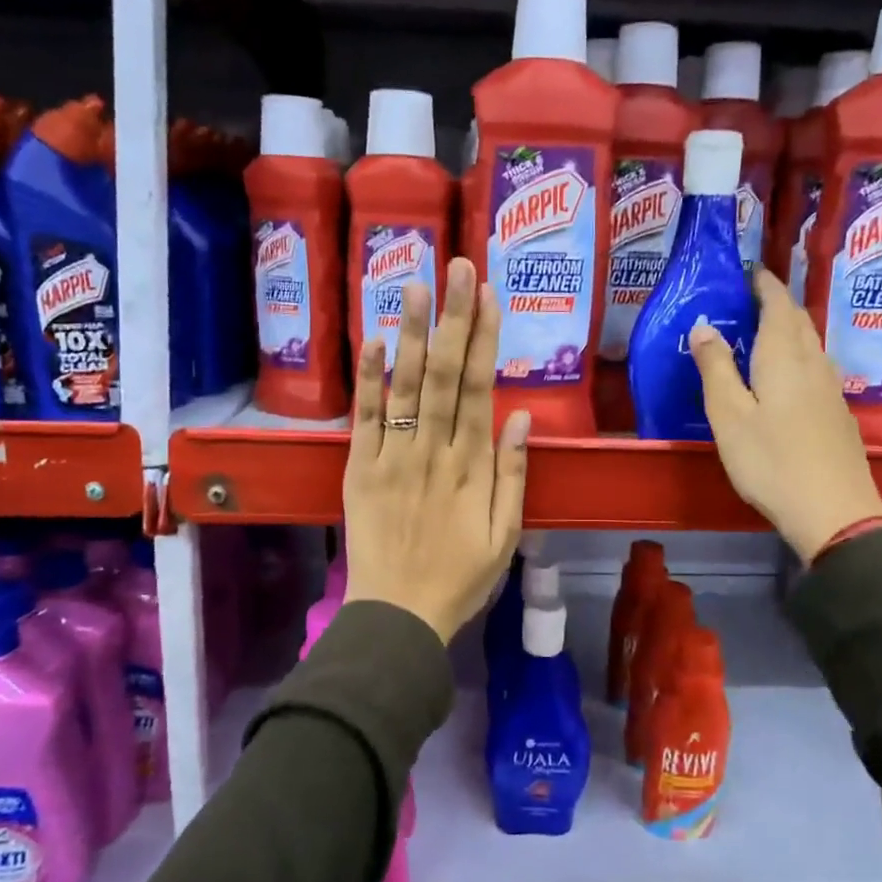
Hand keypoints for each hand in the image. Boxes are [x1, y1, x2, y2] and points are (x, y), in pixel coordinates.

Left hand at [343, 258, 530, 642]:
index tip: (488, 294)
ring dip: (412, 333)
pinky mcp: (359, 469)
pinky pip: (363, 418)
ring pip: (405, 387)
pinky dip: (368, 379)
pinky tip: (373, 340)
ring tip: (416, 285)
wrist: (399, 615)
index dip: (484, 338)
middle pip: (444, 375)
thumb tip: (522, 416)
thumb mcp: (506, 535)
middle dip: (453, 318)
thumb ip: (515, 474)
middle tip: (457, 266)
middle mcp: (433, 451)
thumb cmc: (461, 577)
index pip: (479, 389)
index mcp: (472, 466)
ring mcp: (392, 457)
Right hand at [689, 268, 881, 562]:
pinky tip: (786, 376)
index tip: (748, 270)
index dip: (764, 283)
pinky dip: (798, 355)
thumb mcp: (729, 416)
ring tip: (763, 333)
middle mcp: (814, 363)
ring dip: (789, 329)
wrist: (834, 511)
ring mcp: (831, 389)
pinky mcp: (838, 413)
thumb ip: (715, 368)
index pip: (778, 304)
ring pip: (811, 343)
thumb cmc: (771, 461)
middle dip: (776, 303)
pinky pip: (816, 367)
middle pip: (799, 320)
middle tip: (749, 299)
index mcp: (784, 357)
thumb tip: (704, 326)